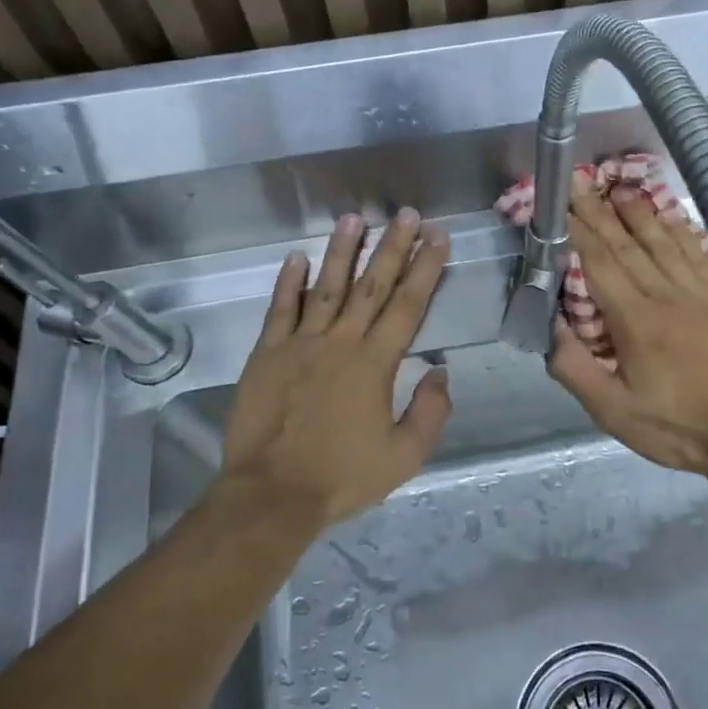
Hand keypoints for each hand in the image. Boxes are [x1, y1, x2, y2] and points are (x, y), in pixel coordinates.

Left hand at [220, 209, 451, 528]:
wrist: (271, 493)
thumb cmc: (342, 477)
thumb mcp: (404, 456)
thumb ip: (430, 412)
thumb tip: (440, 372)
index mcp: (375, 363)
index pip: (407, 305)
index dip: (426, 269)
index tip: (437, 238)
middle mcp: (340, 342)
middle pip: (372, 285)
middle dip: (393, 247)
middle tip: (406, 214)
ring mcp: (300, 344)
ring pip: (326, 287)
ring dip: (342, 251)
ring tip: (355, 218)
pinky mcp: (266, 354)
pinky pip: (280, 309)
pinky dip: (288, 282)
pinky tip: (297, 257)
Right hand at [547, 177, 707, 490]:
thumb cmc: (683, 428)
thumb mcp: (616, 413)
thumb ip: (576, 370)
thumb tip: (546, 328)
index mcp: (636, 320)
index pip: (598, 262)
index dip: (575, 230)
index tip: (557, 203)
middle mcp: (667, 294)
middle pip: (627, 243)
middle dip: (598, 209)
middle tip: (578, 179)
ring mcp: (702, 292)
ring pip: (663, 241)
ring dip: (638, 211)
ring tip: (618, 186)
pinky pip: (699, 253)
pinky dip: (681, 229)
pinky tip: (671, 216)